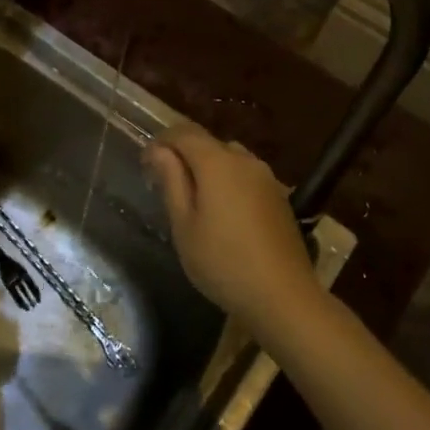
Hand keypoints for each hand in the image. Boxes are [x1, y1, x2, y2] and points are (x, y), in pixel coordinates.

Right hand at [143, 124, 315, 329]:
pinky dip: (227, 182)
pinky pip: (245, 176)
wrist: (283, 296)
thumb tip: (159, 150)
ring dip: (207, 169)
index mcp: (218, 163)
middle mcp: (245, 160)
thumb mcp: (184, 225)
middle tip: (165, 185)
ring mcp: (267, 177)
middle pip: (208, 143)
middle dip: (183, 155)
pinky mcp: (279, 196)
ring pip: (229, 159)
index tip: (145, 164)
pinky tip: (222, 213)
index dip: (161, 141)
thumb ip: (172, 181)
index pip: (184, 133)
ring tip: (193, 200)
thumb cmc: (222, 262)